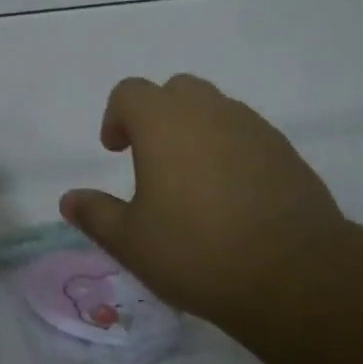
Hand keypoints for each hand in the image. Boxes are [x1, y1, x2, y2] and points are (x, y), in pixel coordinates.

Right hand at [59, 74, 358, 334]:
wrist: (293, 273)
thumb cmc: (197, 251)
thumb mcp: (132, 242)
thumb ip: (96, 215)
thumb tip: (69, 200)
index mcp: (163, 121)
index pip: (130, 92)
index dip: (116, 116)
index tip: (115, 150)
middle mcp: (208, 110)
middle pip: (175, 90)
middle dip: (158, 115)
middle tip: (152, 158)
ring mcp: (251, 126)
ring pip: (215, 109)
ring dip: (196, 130)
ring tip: (193, 180)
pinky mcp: (284, 150)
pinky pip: (246, 133)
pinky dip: (230, 149)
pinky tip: (232, 195)